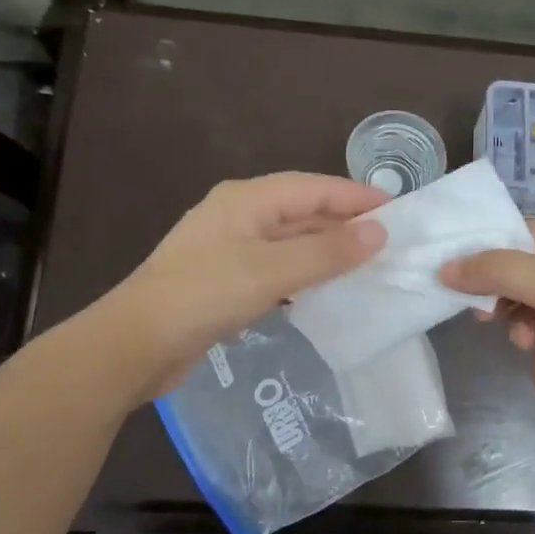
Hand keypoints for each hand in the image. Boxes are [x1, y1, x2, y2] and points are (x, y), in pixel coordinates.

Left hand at [108, 173, 386, 390]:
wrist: (135, 345)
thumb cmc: (203, 296)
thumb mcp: (271, 271)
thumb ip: (327, 252)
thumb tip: (379, 233)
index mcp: (247, 200)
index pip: (314, 188)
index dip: (357, 198)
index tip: (399, 211)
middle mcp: (239, 216)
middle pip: (302, 212)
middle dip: (345, 225)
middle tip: (390, 243)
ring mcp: (229, 249)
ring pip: (291, 242)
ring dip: (326, 252)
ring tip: (367, 267)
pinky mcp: (225, 281)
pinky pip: (277, 269)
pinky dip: (304, 276)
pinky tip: (324, 292)